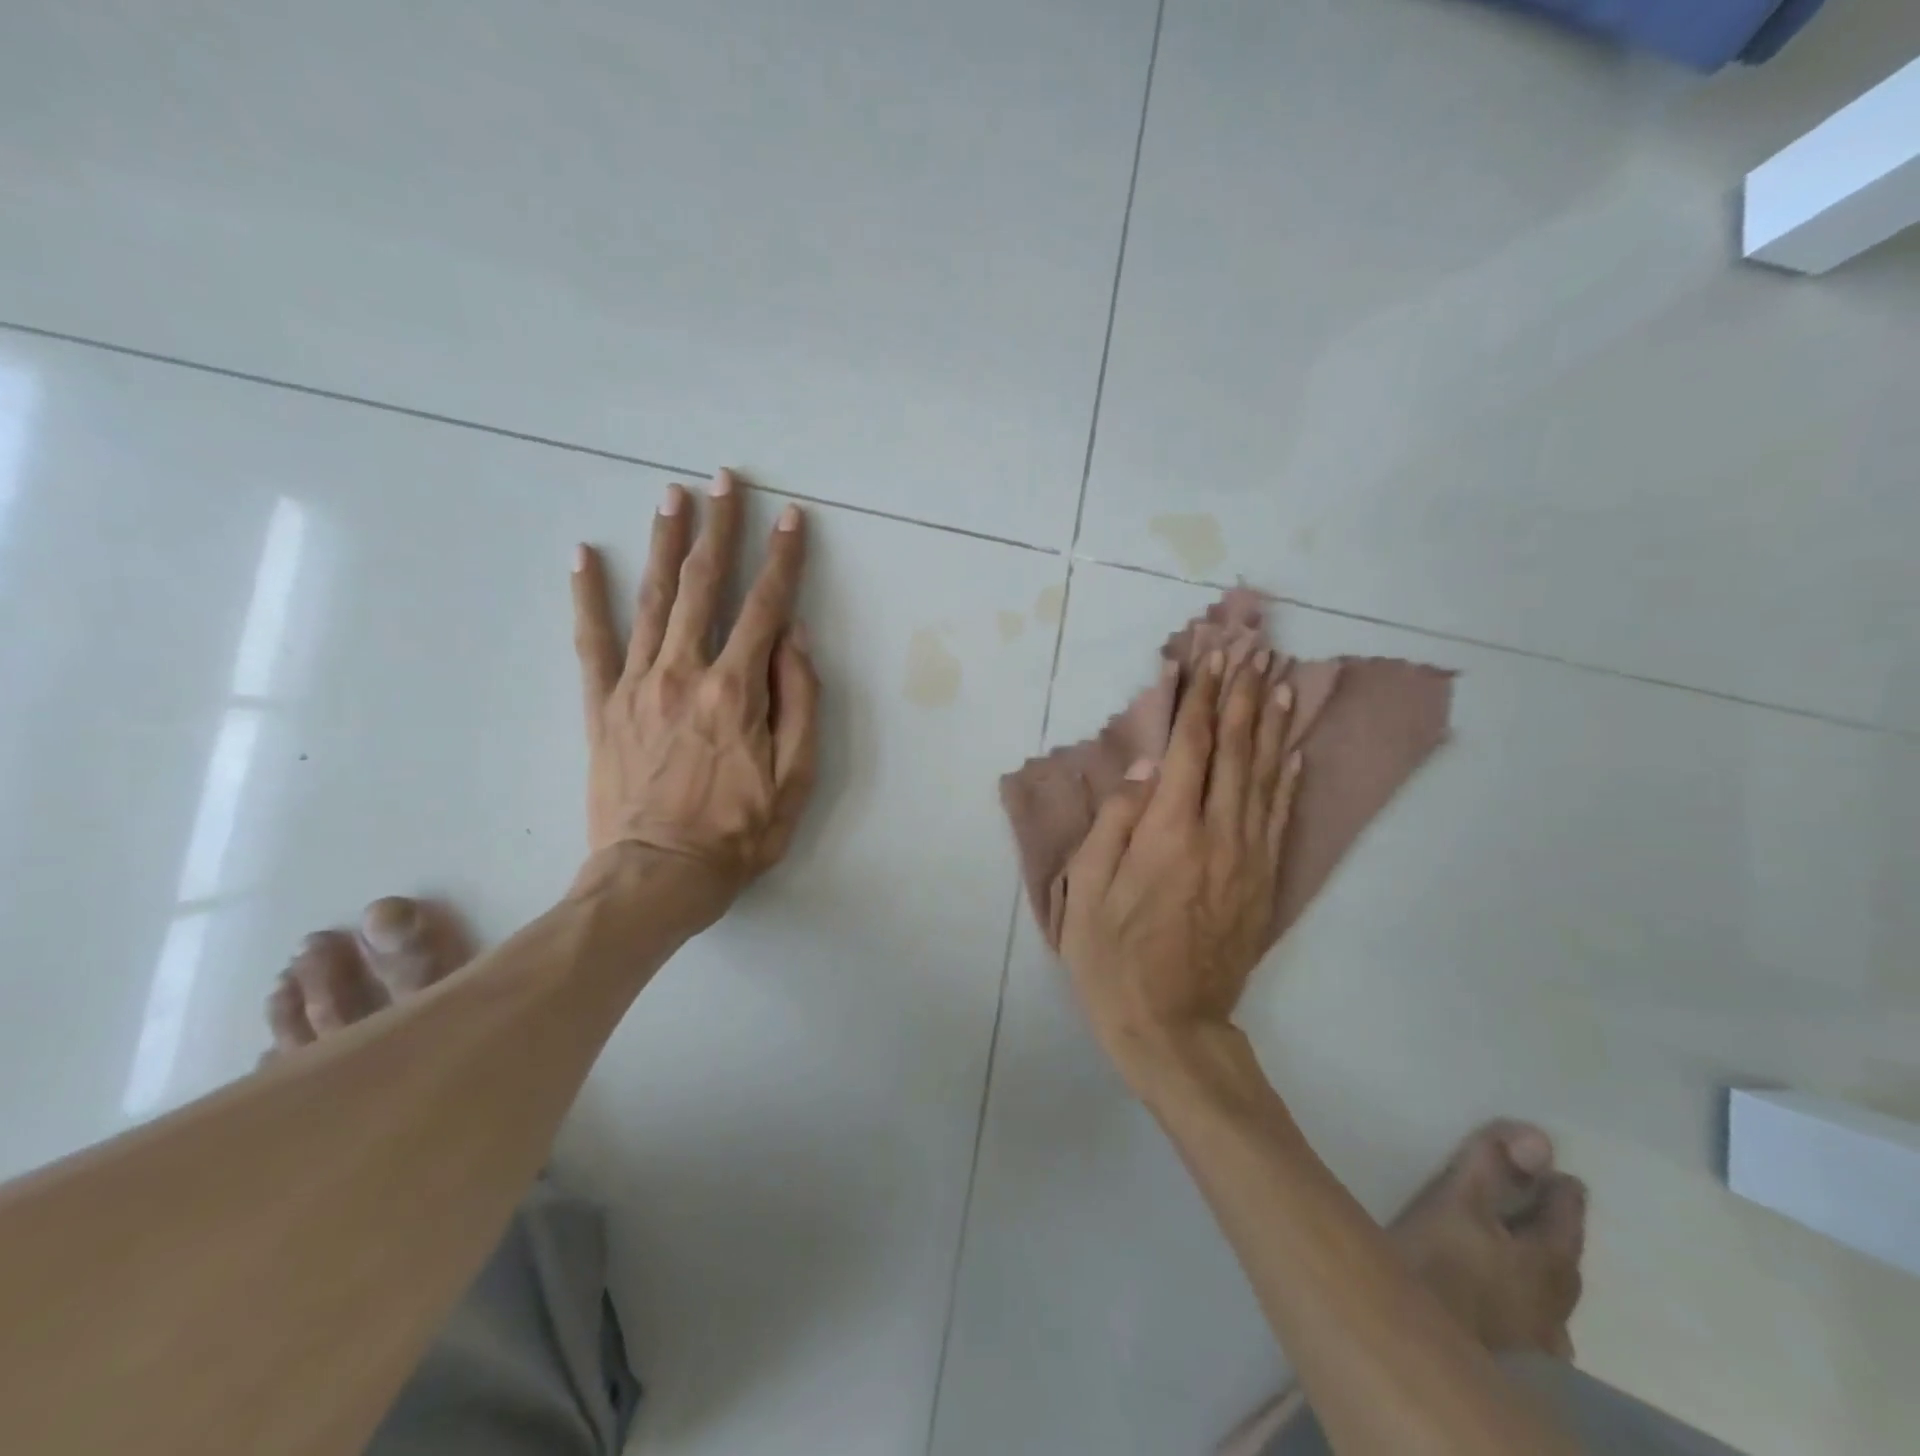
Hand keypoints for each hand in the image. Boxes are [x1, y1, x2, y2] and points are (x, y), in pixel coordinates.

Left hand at [570, 470, 819, 926]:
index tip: (791, 518)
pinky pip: (591, 642)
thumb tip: (793, 637)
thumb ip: (800, 701)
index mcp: (736, 690)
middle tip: (724, 479)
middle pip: (705, 585)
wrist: (657, 876)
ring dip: (666, 543)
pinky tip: (584, 556)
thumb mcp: (796, 777)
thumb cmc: (739, 832)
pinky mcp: (602, 707)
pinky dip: (588, 597)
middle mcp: (684, 672)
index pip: (766, 607)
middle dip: (719, 527)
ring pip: (653, 599)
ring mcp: (636, 685)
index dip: (783, 558)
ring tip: (671, 495)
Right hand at [1058, 650, 1299, 1084]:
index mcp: (1168, 832)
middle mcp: (1216, 834)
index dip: (1196, 699)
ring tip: (1277, 680)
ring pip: (1263, 776)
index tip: (1203, 658)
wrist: (1172, 1024)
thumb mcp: (1088, 890)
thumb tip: (1143, 769)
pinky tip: (1292, 751)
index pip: (1186, 748)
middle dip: (1238, 695)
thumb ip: (1115, 823)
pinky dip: (1287, 779)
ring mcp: (1248, 857)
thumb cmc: (1112, 957)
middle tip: (1248, 649)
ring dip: (1269, 724)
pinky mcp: (1264, 881)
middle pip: (1232, 751)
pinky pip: (1280, 818)